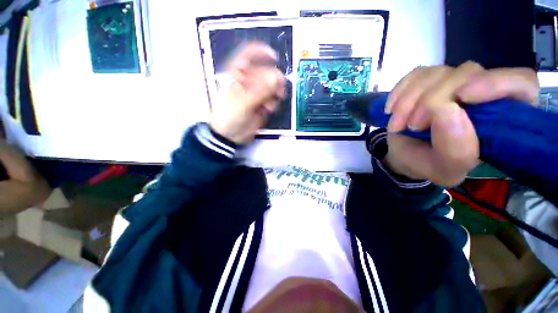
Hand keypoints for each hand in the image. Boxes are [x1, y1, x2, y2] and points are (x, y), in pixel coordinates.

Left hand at [210, 42, 284, 143]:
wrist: (230, 134)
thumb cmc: (230, 115)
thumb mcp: (243, 101)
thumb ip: (261, 89)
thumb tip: (278, 77)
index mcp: (237, 74)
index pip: (249, 55)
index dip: (262, 52)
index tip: (275, 58)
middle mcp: (248, 81)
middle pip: (266, 72)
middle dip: (274, 80)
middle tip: (278, 91)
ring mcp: (256, 93)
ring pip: (271, 86)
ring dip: (274, 94)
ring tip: (269, 104)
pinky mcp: (262, 104)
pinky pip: (272, 99)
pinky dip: (272, 103)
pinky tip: (267, 110)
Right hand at [383, 62, 538, 185]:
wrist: (404, 155)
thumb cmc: (429, 164)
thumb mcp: (444, 170)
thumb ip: (456, 150)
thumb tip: (447, 110)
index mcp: (501, 119)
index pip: (520, 85)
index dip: (497, 83)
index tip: (464, 96)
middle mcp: (481, 93)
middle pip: (468, 73)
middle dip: (433, 100)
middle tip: (412, 126)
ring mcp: (452, 83)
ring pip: (437, 72)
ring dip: (409, 100)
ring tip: (397, 125)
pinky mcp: (427, 81)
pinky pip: (415, 74)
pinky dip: (399, 92)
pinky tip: (391, 110)